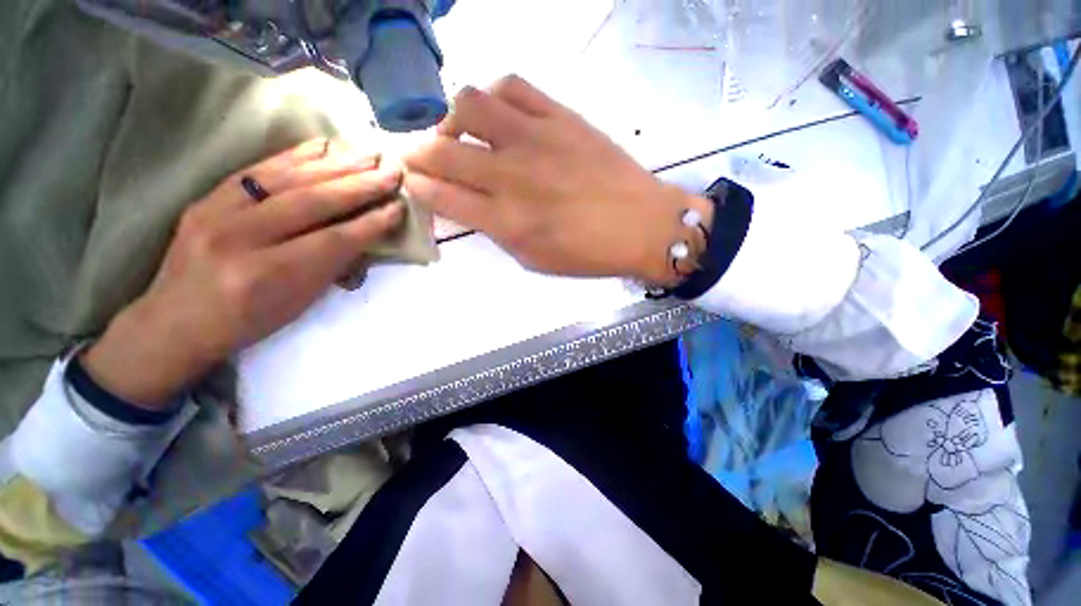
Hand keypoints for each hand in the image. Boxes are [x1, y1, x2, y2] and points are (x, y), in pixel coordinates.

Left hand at [82, 139, 404, 407]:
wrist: (175, 322)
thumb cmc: (248, 321)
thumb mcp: (300, 303)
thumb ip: (332, 265)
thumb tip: (365, 234)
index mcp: (268, 276)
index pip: (333, 240)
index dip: (371, 223)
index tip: (398, 207)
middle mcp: (239, 238)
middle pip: (311, 202)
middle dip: (359, 186)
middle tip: (391, 171)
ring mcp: (216, 213)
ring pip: (286, 179)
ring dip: (335, 164)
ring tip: (367, 153)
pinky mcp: (206, 198)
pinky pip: (258, 170)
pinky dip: (296, 156)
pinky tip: (324, 146)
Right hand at [404, 75, 711, 283]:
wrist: (642, 226)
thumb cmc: (588, 253)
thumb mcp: (534, 259)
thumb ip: (497, 231)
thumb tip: (472, 205)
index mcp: (506, 221)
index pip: (441, 195)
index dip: (417, 187)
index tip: (413, 183)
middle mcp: (512, 176)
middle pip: (441, 151)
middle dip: (417, 154)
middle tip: (421, 158)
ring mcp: (535, 139)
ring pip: (468, 104)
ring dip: (452, 120)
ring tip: (463, 135)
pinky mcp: (560, 116)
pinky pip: (512, 86)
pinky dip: (494, 97)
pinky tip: (500, 117)